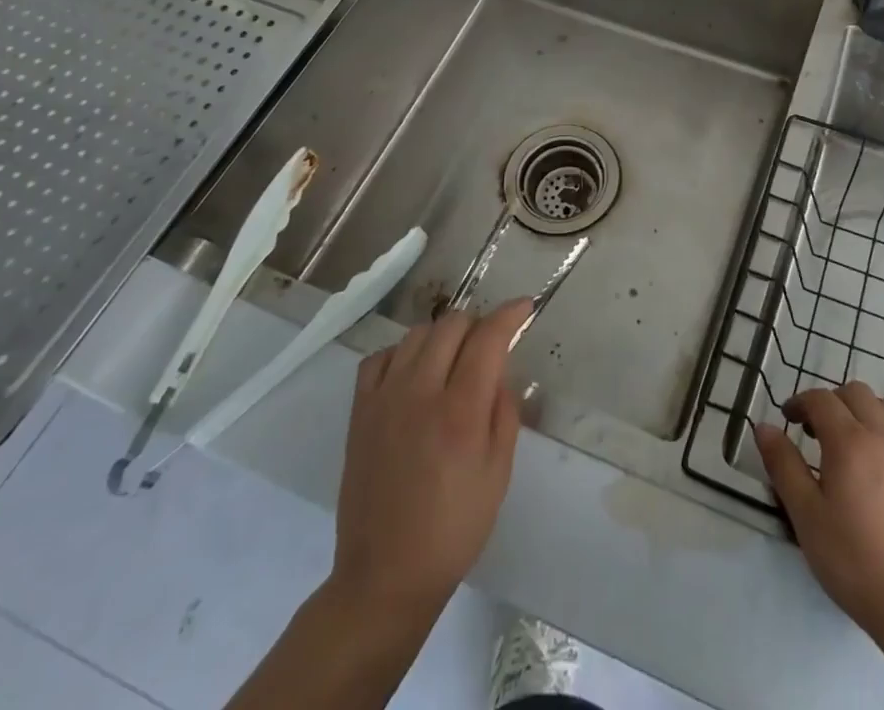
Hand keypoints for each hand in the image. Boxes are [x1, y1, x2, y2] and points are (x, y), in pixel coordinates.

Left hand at [330, 299, 534, 616]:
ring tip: (452, 361)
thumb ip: (505, 412)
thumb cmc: (453, 530)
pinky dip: (402, 354)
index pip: (488, 337)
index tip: (524, 306)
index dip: (510, 314)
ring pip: (418, 333)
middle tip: (489, 347)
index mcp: (460, 410)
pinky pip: (380, 357)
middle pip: (452, 324)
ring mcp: (384, 399)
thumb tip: (500, 372)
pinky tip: (413, 374)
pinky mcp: (360, 412)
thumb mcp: (498, 473)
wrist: (384, 577)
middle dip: (478, 325)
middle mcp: (420, 392)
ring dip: (443, 336)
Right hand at [754, 382, 883, 642]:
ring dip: (864, 412)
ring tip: (852, 443)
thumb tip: (764, 427)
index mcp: (849, 441)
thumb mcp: (807, 517)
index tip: (787, 419)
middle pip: (856, 394)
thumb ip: (784, 466)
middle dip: (832, 402)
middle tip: (816, 432)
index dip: (800, 402)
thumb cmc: (856, 562)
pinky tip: (882, 471)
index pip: (821, 399)